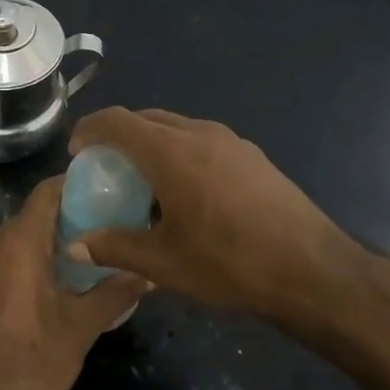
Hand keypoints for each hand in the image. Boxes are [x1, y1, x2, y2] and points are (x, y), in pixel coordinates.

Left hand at [0, 177, 146, 389]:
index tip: (105, 189)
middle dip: (68, 216)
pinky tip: (52, 284)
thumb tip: (149, 274)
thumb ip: (116, 292)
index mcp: (20, 242)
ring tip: (85, 256)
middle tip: (105, 225)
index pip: (46, 192)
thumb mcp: (82, 326)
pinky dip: (28, 260)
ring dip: (48, 241)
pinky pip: (4, 259)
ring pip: (18, 238)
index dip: (74, 184)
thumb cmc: (33, 358)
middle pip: (33, 214)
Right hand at [68, 107, 368, 326]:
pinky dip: (181, 153)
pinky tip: (188, 192)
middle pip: (148, 118)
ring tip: (145, 180)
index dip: (90, 129)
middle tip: (106, 166)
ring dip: (153, 143)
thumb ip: (114, 247)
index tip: (77, 151)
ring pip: (178, 128)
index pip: (117, 121)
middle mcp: (200, 134)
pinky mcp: (254, 157)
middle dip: (120, 135)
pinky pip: (204, 141)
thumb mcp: (163, 263)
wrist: (313, 271)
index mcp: (171, 152)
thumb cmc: (229, 263)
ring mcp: (232, 142)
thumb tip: (76, 245)